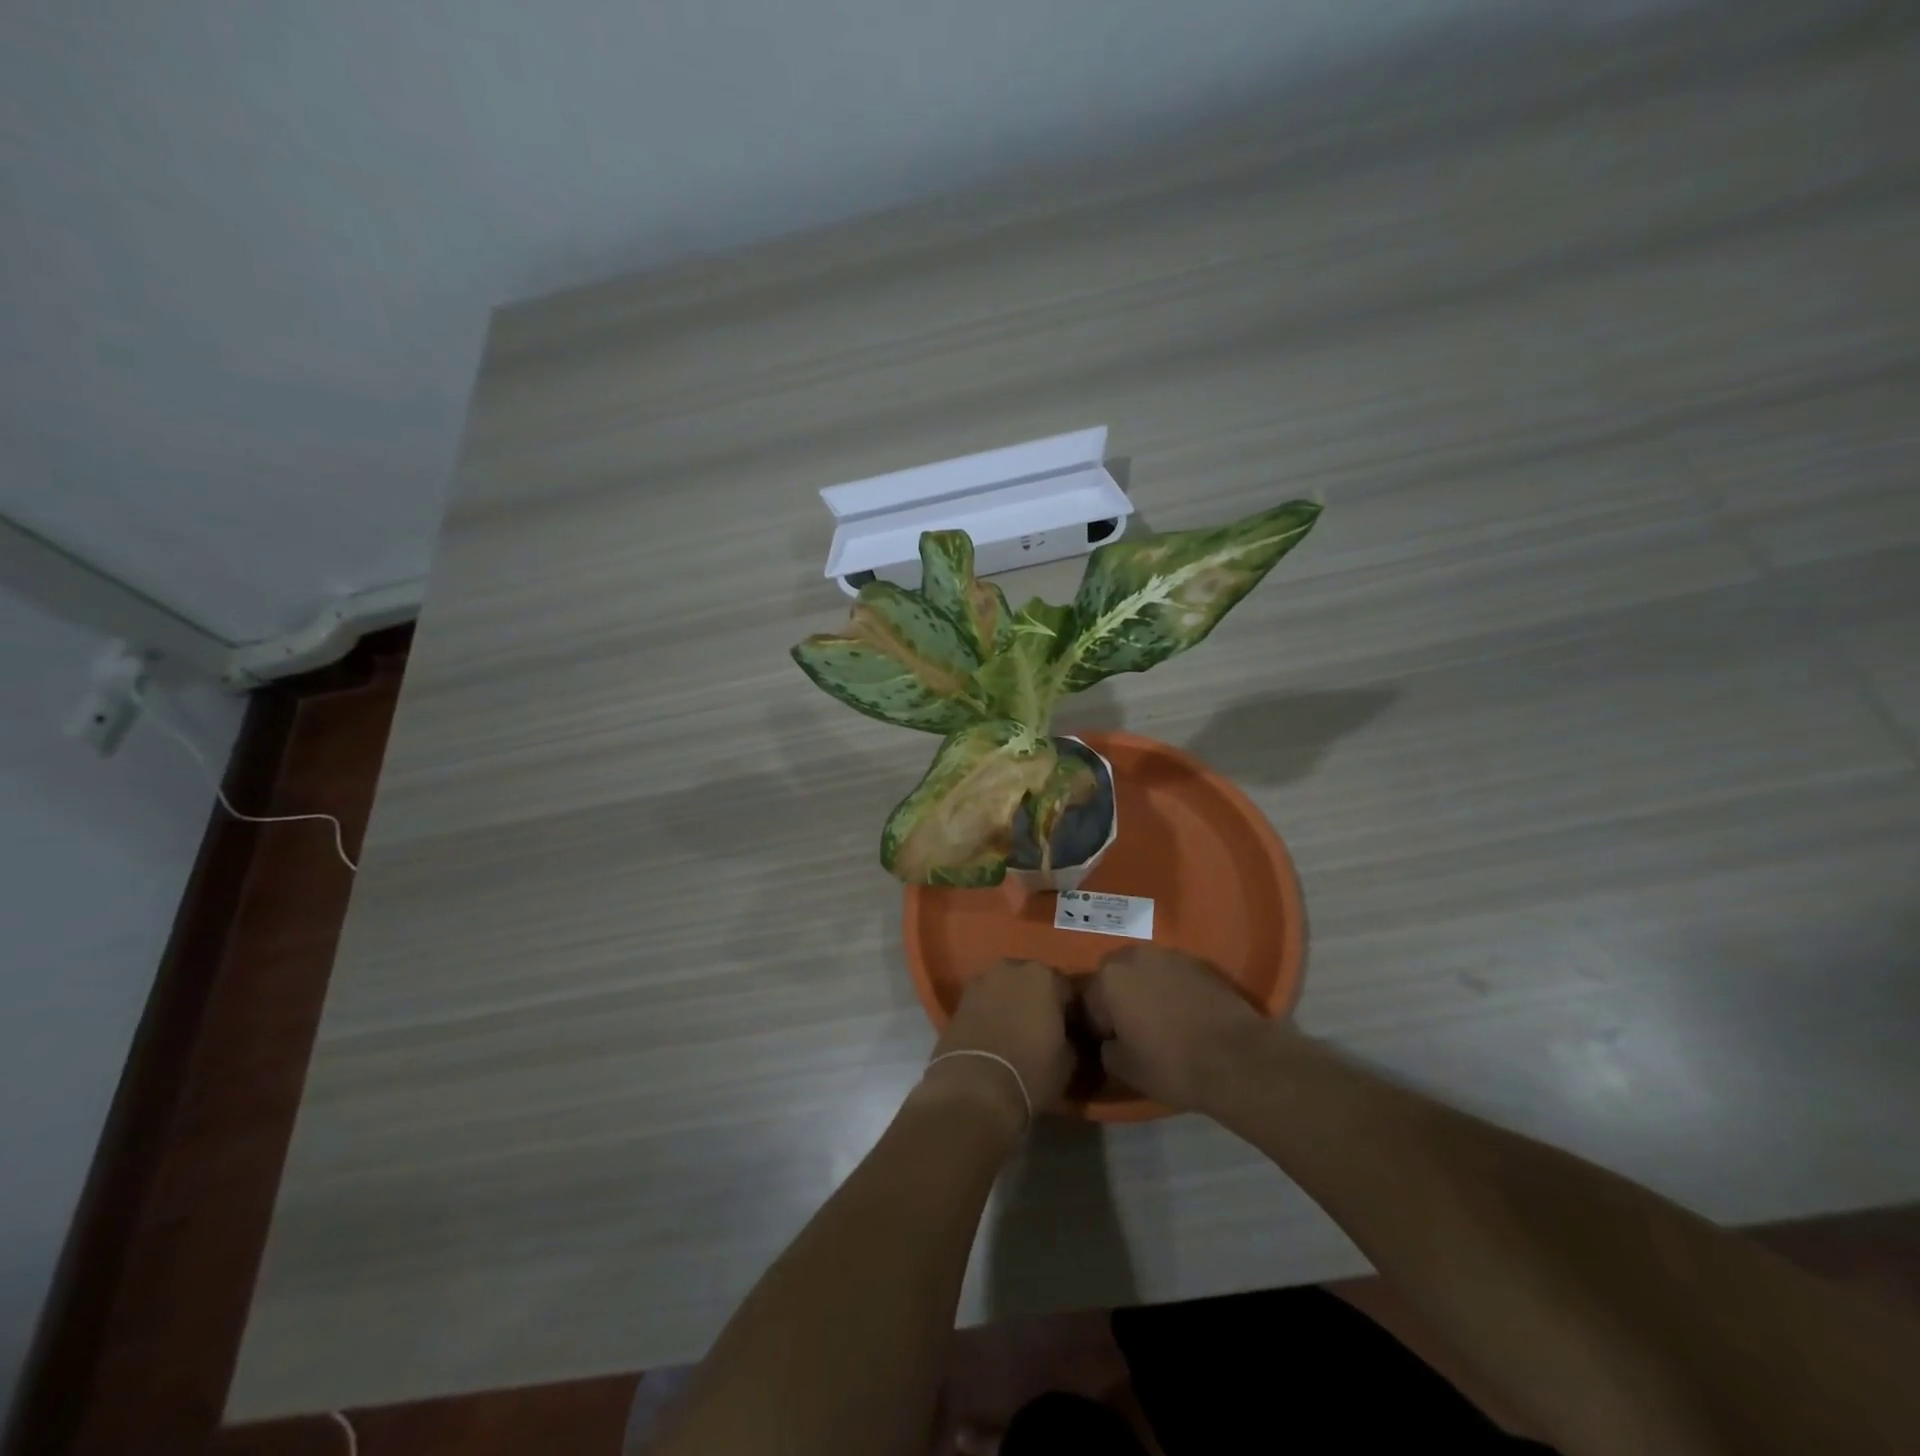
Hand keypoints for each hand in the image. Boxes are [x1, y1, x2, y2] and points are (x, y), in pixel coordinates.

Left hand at [925, 959, 1074, 1122]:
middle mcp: (1011, 968)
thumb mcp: (1068, 1060)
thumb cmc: (1031, 1070)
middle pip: (1031, 982)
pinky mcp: (958, 1000)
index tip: (1069, 1031)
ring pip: (1004, 989)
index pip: (1065, 989)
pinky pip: (983, 1003)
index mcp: (1044, 976)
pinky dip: (989, 1014)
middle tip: (1041, 1030)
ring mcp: (980, 981)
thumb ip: (1070, 1037)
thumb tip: (1066, 1037)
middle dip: (1037, 1001)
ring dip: (1010, 1004)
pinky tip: (992, 1037)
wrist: (974, 1088)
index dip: (1069, 1011)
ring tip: (1014, 1034)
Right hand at [1085, 946, 1272, 1111]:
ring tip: (1162, 1021)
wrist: (1236, 1058)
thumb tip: (1110, 1042)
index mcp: (1109, 976)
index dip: (1098, 1025)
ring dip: (1147, 990)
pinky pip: (1175, 976)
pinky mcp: (1201, 964)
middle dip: (1120, 998)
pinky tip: (1186, 1016)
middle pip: (1117, 976)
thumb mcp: (1124, 1068)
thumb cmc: (1170, 1063)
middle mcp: (1136, 955)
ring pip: (1147, 972)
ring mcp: (1171, 956)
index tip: (1111, 1044)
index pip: (1089, 999)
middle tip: (1134, 1029)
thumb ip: (1106, 1049)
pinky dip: (1174, 990)